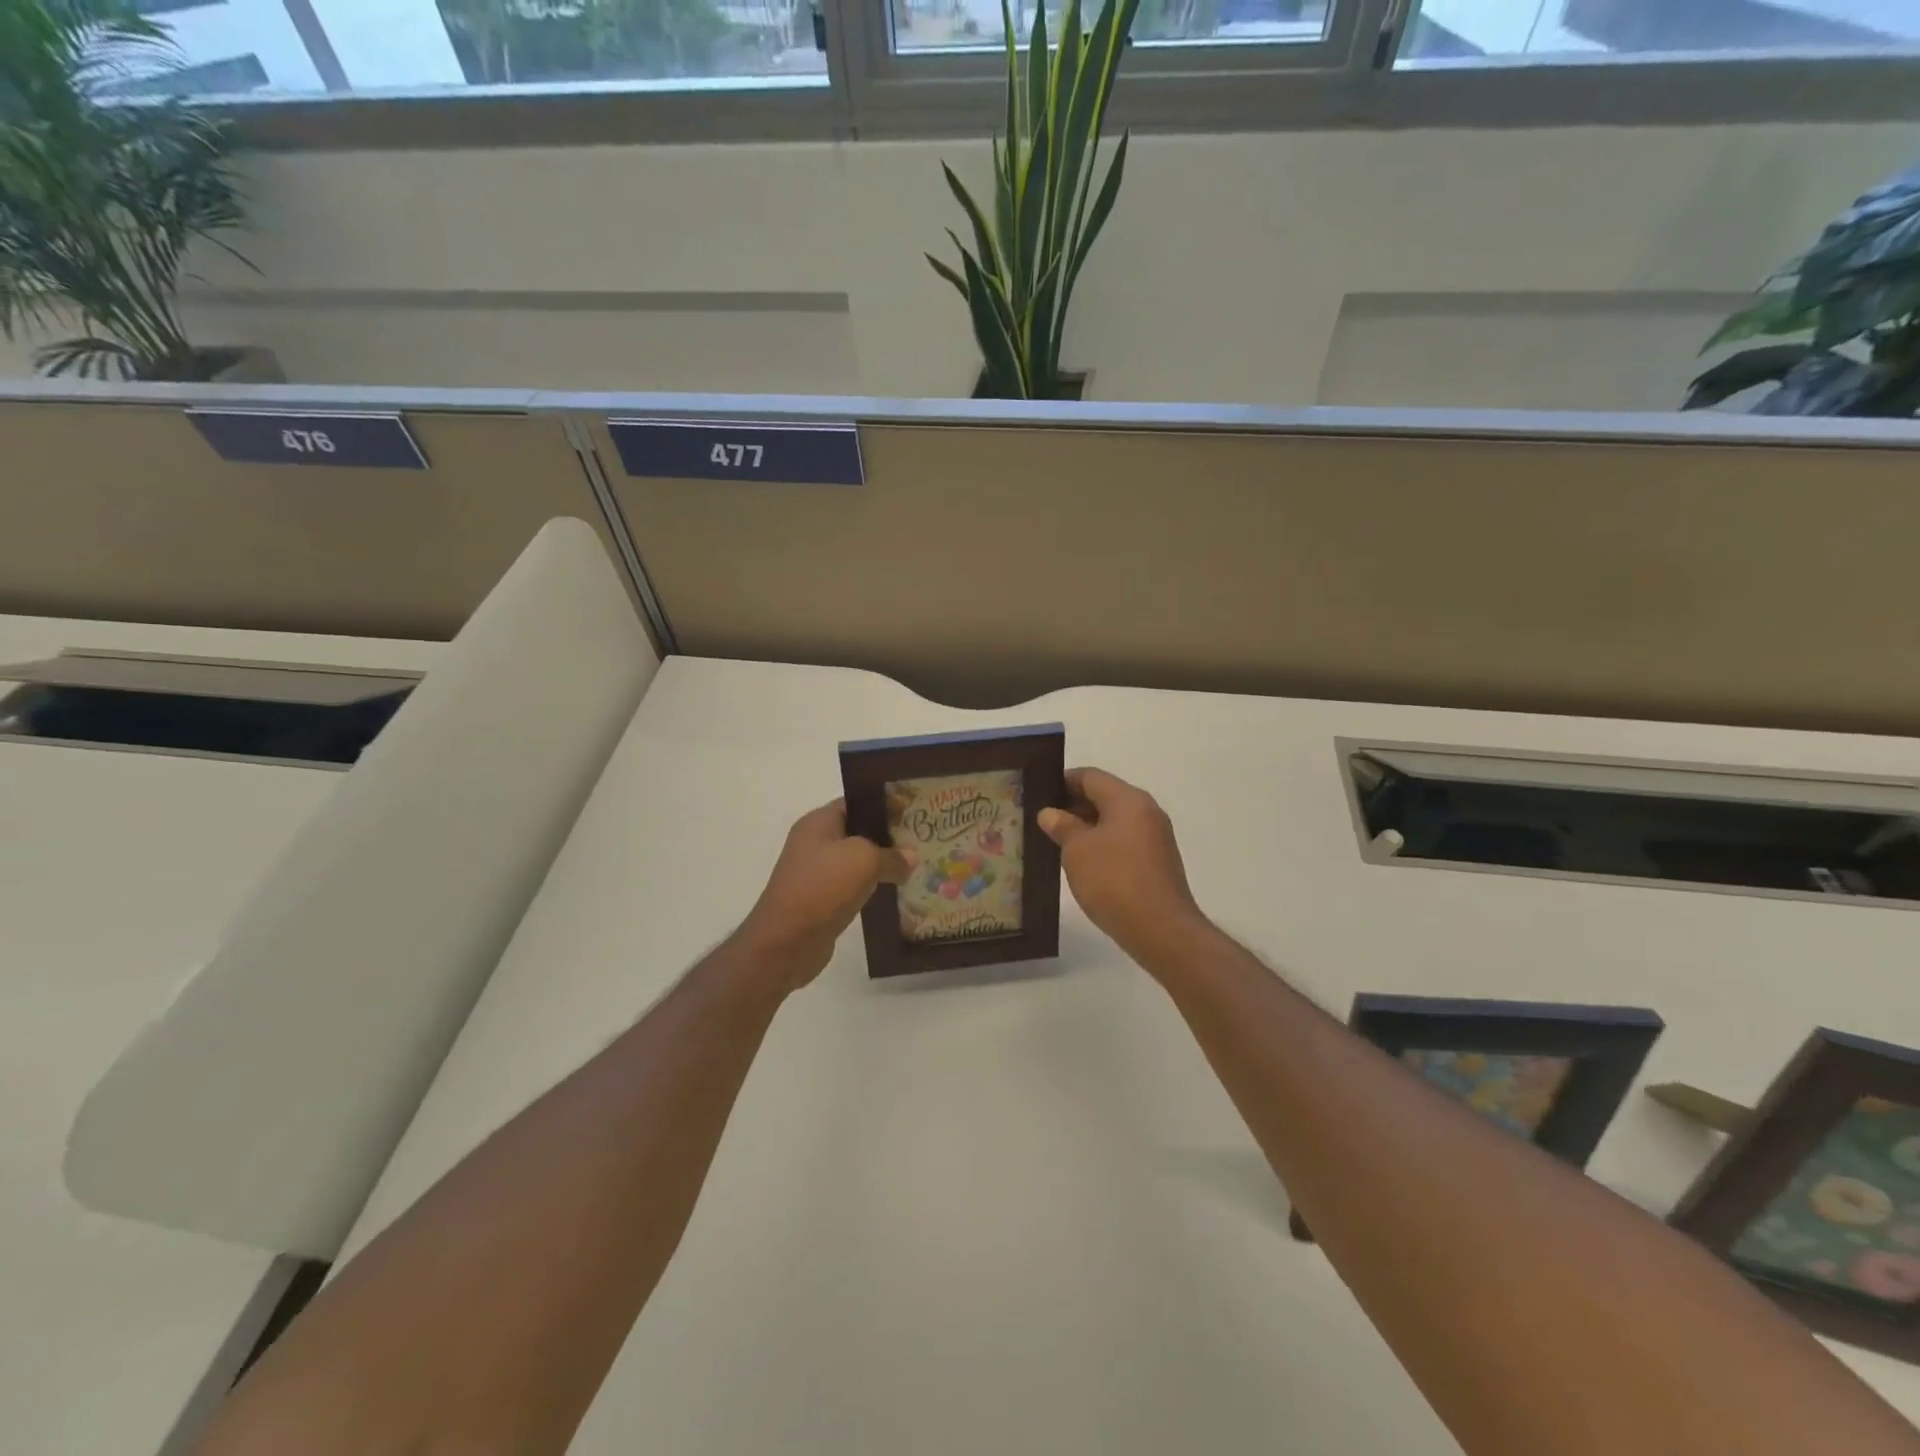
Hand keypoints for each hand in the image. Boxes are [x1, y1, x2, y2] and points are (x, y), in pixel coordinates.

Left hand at [736, 800, 910, 991]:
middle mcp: (814, 843)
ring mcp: (816, 873)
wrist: (786, 943)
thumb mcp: (864, 861)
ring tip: (916, 865)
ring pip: (857, 862)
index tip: (914, 811)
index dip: (884, 804)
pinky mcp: (821, 900)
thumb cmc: (822, 887)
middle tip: (922, 839)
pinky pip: (853, 886)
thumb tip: (910, 858)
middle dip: (888, 836)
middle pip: (858, 832)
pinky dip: (872, 888)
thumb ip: (891, 855)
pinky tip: (897, 892)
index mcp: (818, 822)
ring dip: (882, 865)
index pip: (856, 803)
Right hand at [1038, 768, 1207, 967]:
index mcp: (1128, 800)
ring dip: (1086, 827)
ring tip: (1056, 843)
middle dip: (1072, 806)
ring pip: (1114, 821)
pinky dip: (1102, 845)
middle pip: (1104, 796)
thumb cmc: (1114, 881)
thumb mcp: (1077, 851)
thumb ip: (1062, 826)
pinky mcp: (1157, 862)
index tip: (1037, 795)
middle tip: (1041, 820)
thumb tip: (1051, 813)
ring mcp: (1155, 838)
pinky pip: (1124, 842)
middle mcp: (1146, 811)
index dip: (1061, 782)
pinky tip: (1082, 864)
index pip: (1090, 776)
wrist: (1161, 930)